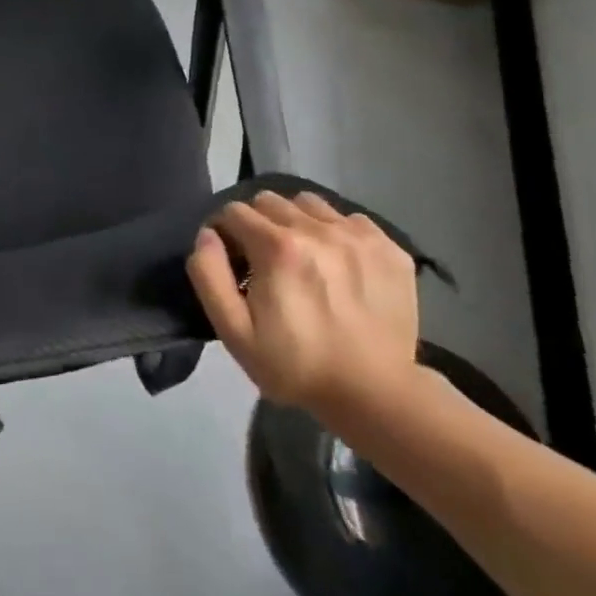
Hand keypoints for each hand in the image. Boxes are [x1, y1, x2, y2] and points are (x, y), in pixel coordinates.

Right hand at [187, 190, 418, 418]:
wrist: (376, 394)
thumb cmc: (296, 365)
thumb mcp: (235, 332)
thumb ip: (209, 276)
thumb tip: (207, 235)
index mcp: (277, 246)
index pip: (234, 211)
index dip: (224, 233)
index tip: (232, 261)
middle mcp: (317, 229)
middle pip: (269, 201)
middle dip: (257, 224)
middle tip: (263, 260)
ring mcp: (356, 235)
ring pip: (308, 203)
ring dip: (295, 222)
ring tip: (301, 256)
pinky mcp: (388, 247)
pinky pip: (348, 218)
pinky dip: (335, 232)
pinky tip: (337, 264)